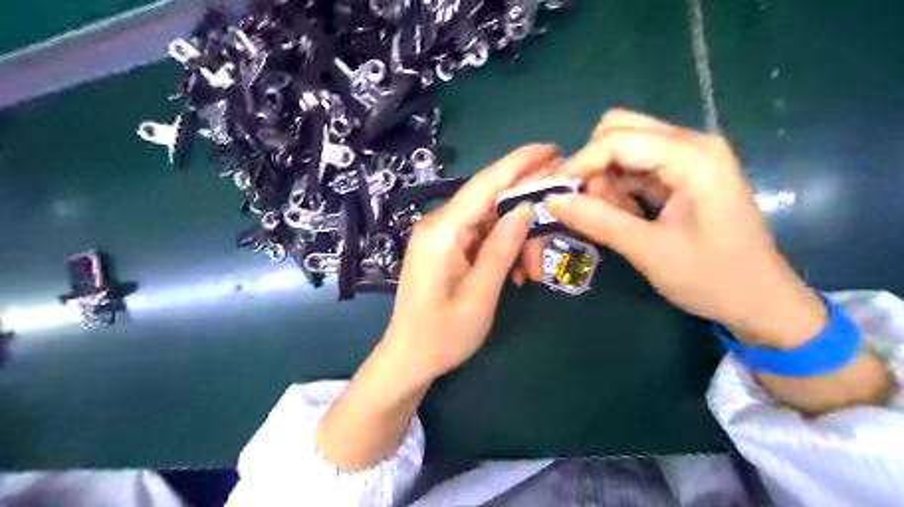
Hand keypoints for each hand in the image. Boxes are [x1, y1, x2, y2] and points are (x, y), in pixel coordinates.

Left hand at [381, 143, 549, 379]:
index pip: (485, 184)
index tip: (552, 149)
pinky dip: (502, 250)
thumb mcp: (480, 295)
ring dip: (516, 241)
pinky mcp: (446, 249)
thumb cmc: (442, 336)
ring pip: (490, 222)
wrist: (408, 360)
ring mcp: (441, 237)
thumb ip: (501, 248)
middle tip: (550, 242)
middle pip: (490, 202)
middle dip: (525, 218)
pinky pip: (481, 238)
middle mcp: (439, 225)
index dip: (519, 163)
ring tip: (531, 275)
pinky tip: (516, 275)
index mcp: (442, 232)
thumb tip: (525, 208)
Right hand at [543, 109, 823, 348]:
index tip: (552, 193)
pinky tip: (626, 217)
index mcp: (692, 156)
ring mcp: (688, 158)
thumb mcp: (649, 251)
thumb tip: (551, 200)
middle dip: (593, 165)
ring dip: (606, 180)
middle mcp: (691, 144)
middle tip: (588, 205)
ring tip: (613, 218)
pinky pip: (635, 167)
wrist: (760, 301)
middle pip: (620, 130)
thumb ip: (599, 221)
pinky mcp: (682, 174)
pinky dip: (619, 189)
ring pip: (624, 148)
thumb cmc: (713, 278)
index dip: (579, 163)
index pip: (617, 139)